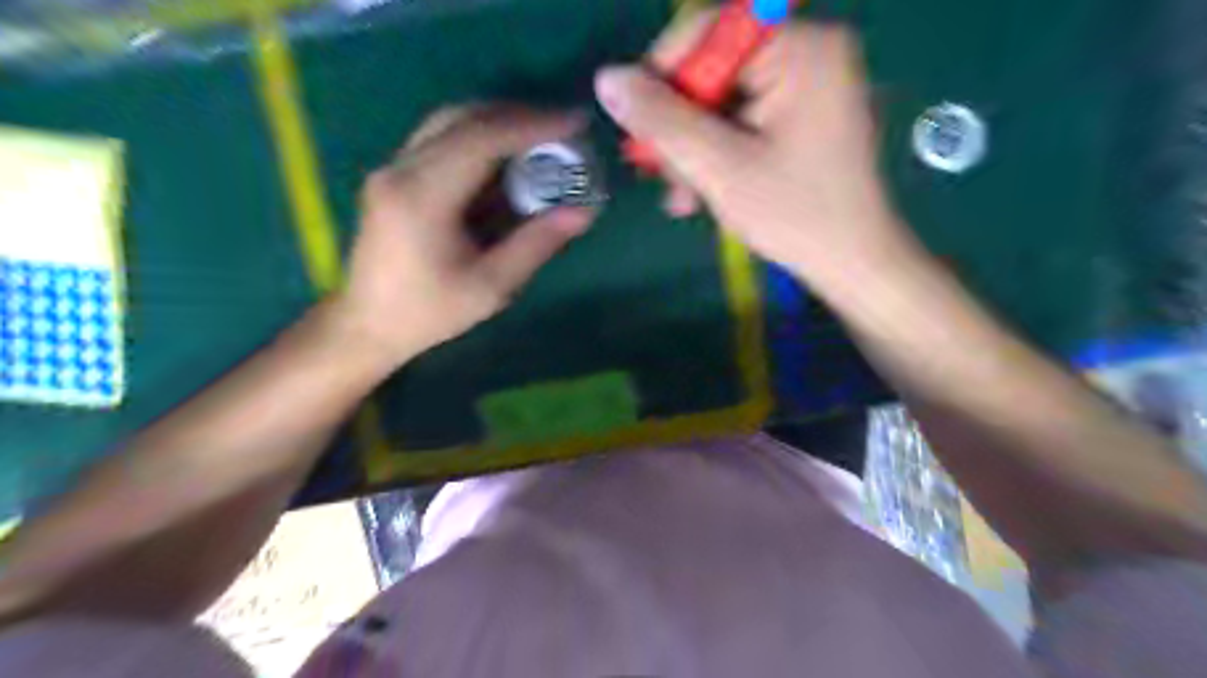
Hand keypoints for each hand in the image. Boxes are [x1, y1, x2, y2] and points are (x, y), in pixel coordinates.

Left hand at [328, 105, 591, 366]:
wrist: (367, 325)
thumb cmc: (429, 313)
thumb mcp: (491, 286)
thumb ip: (536, 244)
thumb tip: (583, 212)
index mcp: (423, 196)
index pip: (482, 138)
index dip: (532, 125)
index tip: (575, 122)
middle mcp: (401, 169)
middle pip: (462, 118)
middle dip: (517, 116)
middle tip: (561, 128)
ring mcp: (392, 169)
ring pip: (448, 123)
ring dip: (496, 123)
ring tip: (540, 138)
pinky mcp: (393, 177)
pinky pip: (439, 140)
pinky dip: (477, 138)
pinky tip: (504, 157)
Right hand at [598, 19, 920, 299]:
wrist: (852, 265)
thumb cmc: (794, 214)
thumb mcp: (719, 166)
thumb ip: (661, 120)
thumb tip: (607, 79)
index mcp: (801, 48)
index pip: (708, 30)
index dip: (661, 73)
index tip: (636, 125)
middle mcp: (808, 54)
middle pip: (712, 71)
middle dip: (677, 127)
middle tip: (653, 172)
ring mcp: (806, 88)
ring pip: (720, 105)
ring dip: (691, 151)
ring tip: (679, 198)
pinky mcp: (800, 120)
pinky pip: (740, 124)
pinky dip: (715, 157)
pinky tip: (699, 196)